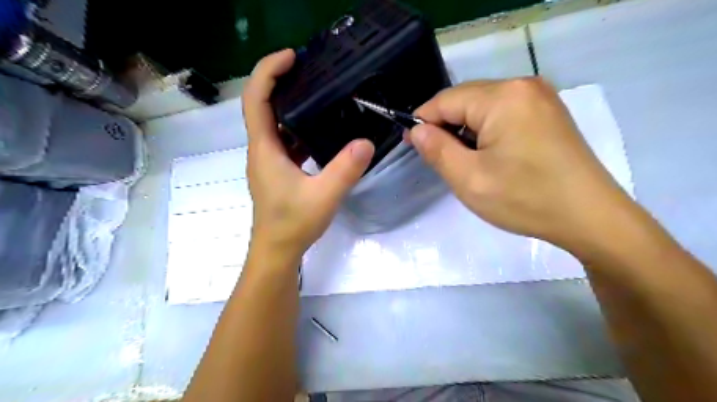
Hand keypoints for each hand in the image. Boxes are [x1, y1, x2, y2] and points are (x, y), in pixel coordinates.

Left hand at [243, 51, 375, 256]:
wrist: (278, 251)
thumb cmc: (293, 224)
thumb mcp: (324, 196)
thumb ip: (345, 169)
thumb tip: (367, 142)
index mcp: (265, 149)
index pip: (256, 99)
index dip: (268, 72)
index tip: (292, 57)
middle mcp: (262, 150)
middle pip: (263, 106)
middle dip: (281, 82)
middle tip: (310, 70)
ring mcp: (269, 161)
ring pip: (275, 124)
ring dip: (291, 106)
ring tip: (318, 94)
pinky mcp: (278, 171)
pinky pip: (285, 141)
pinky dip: (298, 129)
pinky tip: (320, 131)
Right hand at [408, 79, 631, 251]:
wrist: (590, 217)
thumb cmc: (525, 199)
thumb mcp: (469, 179)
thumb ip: (437, 149)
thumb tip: (417, 130)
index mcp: (502, 97)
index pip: (445, 100)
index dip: (423, 122)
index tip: (411, 145)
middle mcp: (522, 86)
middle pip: (465, 100)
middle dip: (445, 127)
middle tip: (437, 159)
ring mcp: (539, 97)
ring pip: (483, 107)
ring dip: (466, 131)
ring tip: (463, 161)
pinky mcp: (547, 112)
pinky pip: (503, 113)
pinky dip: (486, 131)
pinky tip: (488, 155)